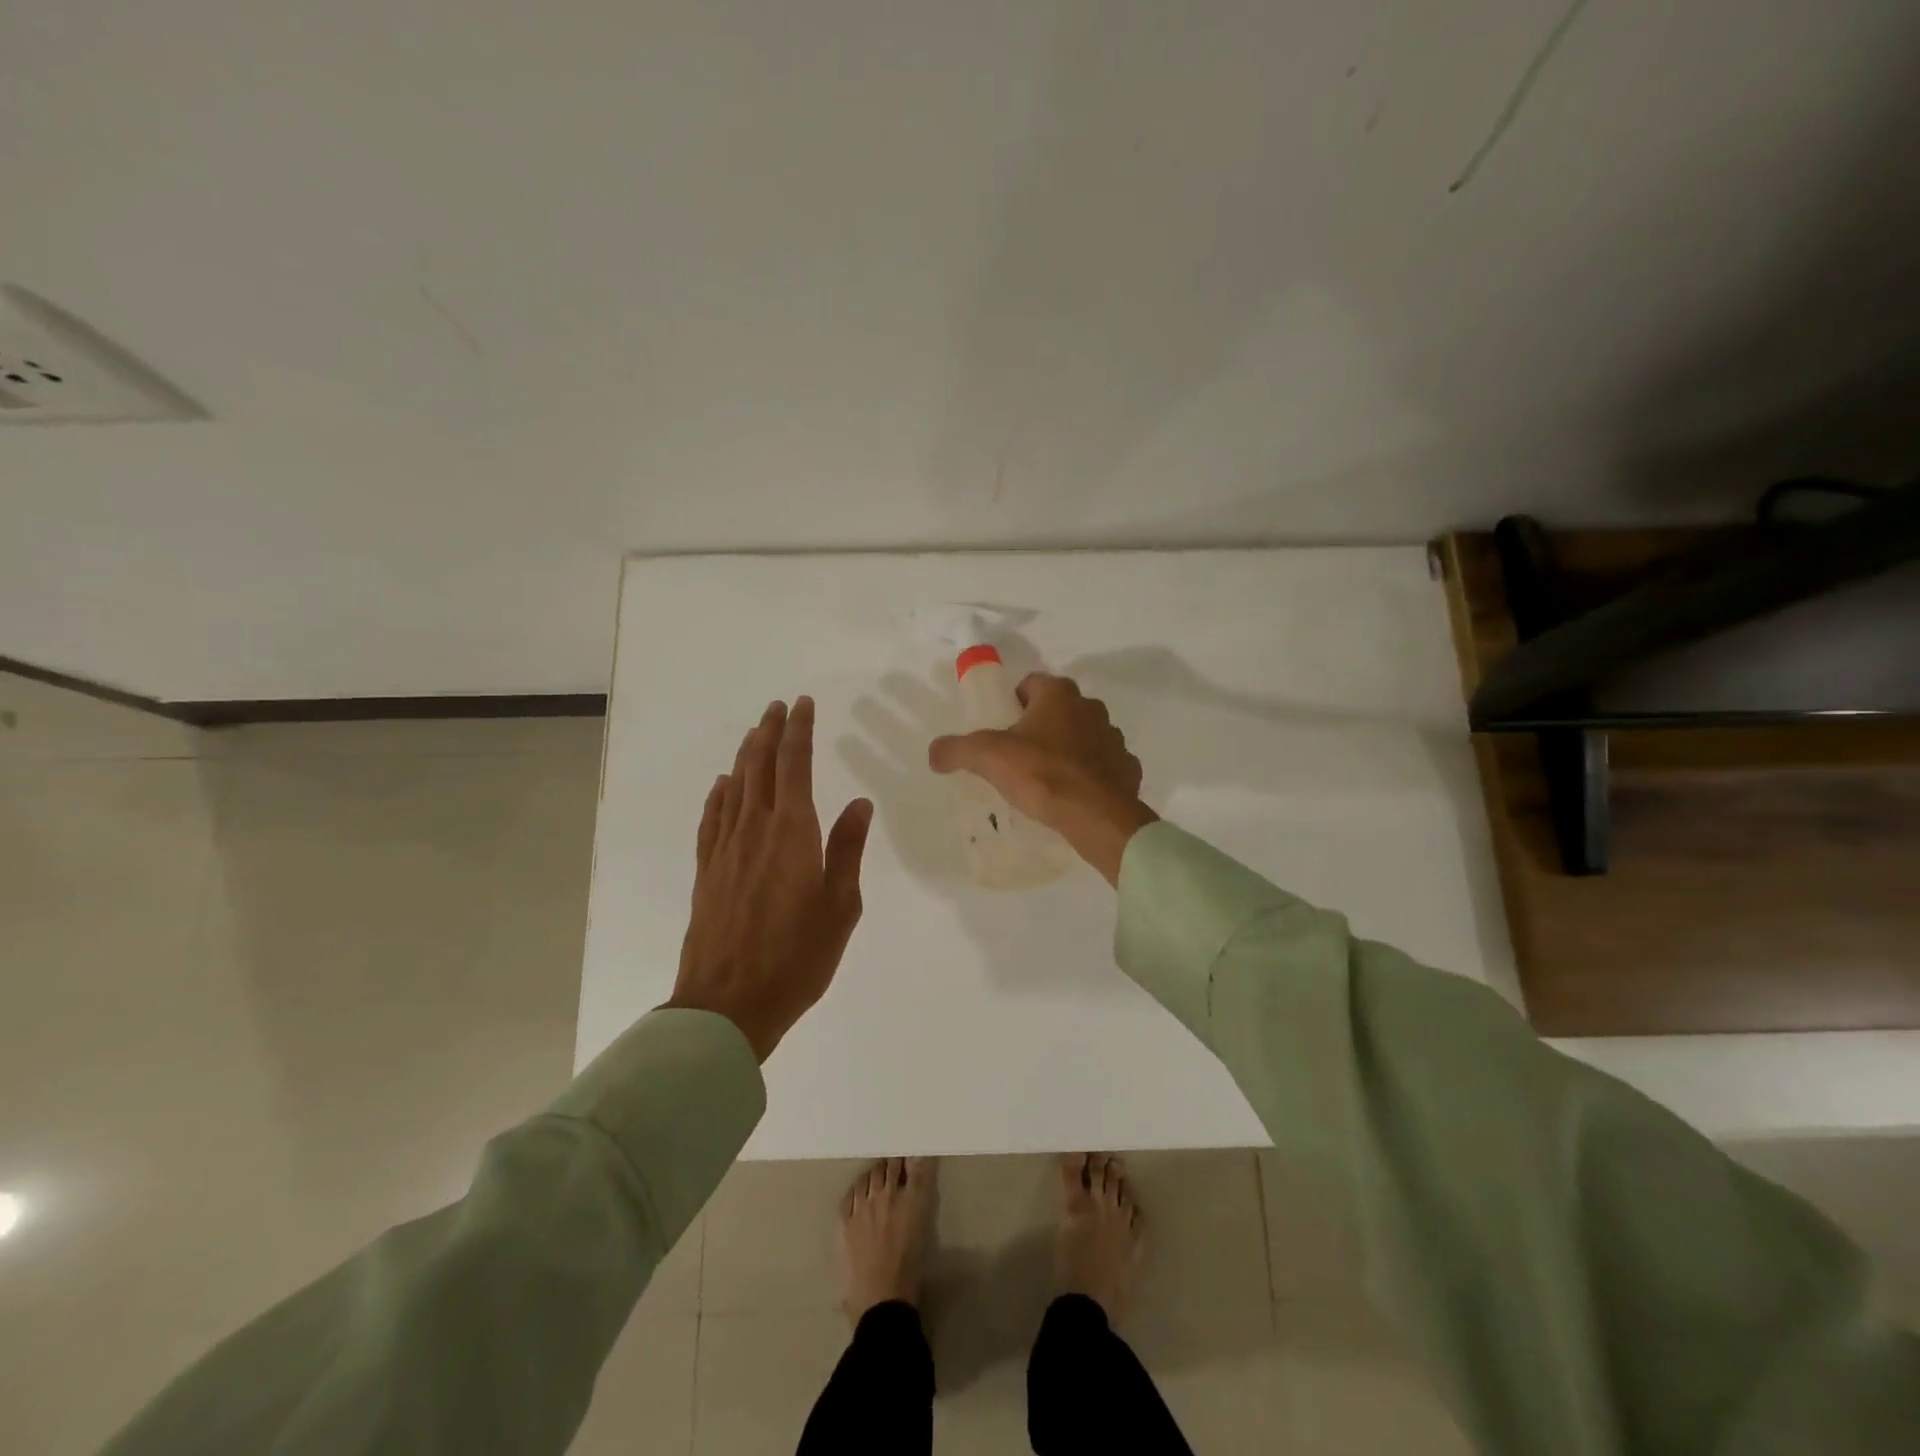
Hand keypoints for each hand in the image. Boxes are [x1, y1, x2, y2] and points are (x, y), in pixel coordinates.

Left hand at [667, 697, 874, 1061]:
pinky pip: (711, 819)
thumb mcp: (841, 906)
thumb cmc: (797, 958)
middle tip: (778, 707)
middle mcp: (755, 830)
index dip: (799, 731)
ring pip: (734, 787)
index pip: (794, 766)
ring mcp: (725, 849)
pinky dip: (718, 795)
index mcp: (792, 833)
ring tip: (755, 733)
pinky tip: (722, 785)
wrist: (728, 1004)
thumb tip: (859, 803)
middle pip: (760, 767)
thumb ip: (847, 850)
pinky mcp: (706, 871)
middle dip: (770, 732)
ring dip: (746, 756)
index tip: (803, 705)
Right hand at [927, 673, 1157, 885]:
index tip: (1001, 729)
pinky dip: (1089, 775)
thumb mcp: (987, 758)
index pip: (1030, 684)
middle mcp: (1091, 707)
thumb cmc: (1041, 774)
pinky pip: (1103, 765)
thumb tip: (935, 753)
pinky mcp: (1127, 768)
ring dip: (1067, 749)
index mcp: (1058, 694)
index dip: (1012, 703)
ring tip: (1045, 779)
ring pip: (1083, 736)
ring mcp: (1113, 738)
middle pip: (1058, 710)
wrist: (1095, 815)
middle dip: (1040, 726)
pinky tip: (1073, 795)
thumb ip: (956, 749)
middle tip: (1018, 756)